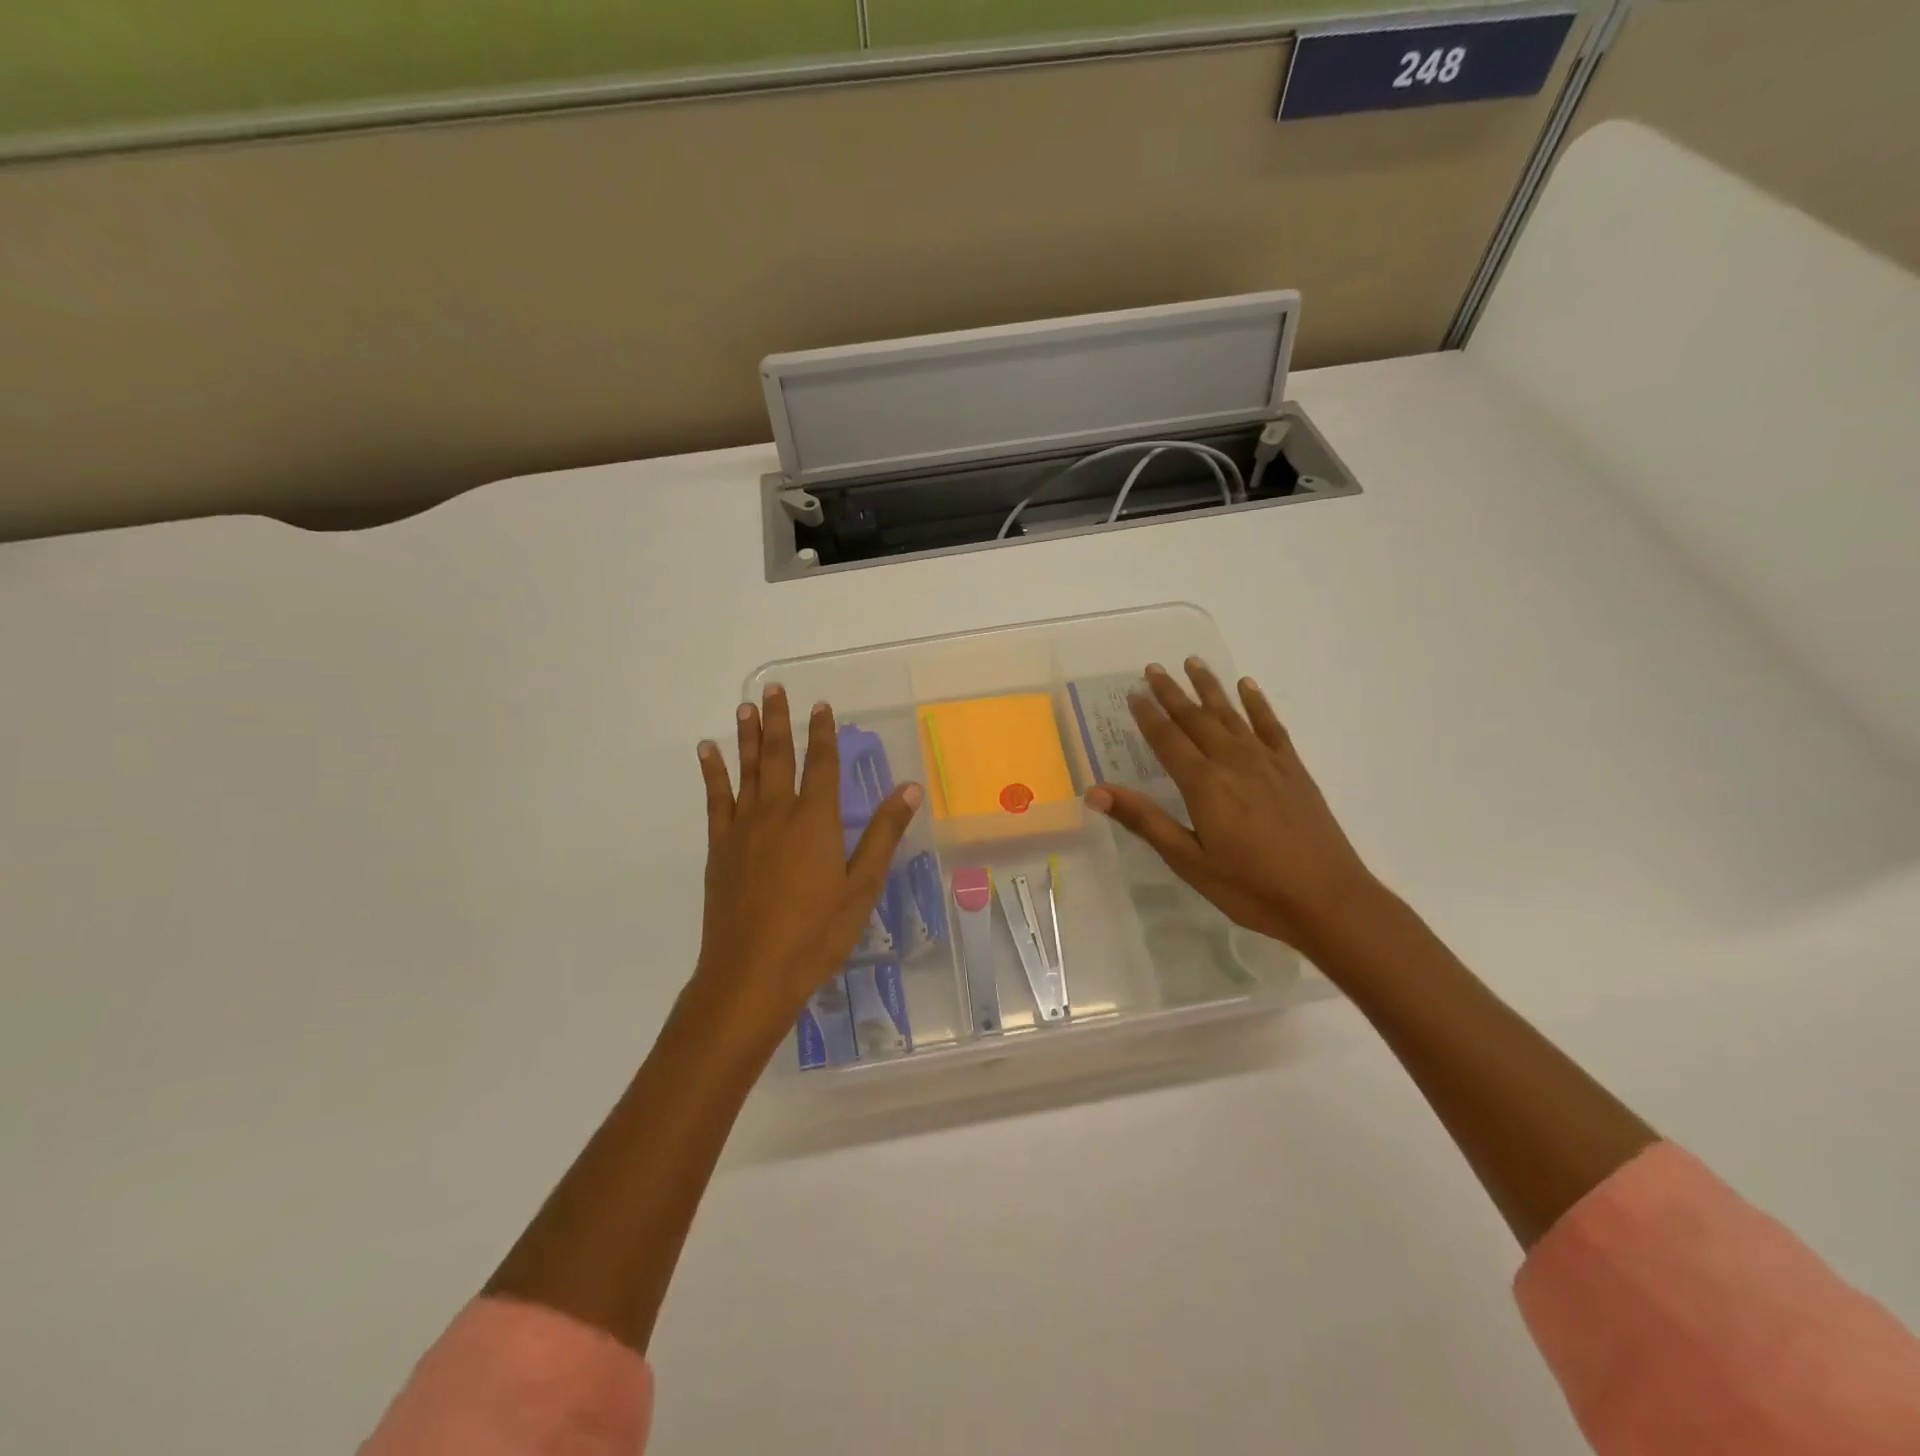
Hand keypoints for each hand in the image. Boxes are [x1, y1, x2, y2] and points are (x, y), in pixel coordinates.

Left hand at [693, 686, 921, 1039]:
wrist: (752, 973)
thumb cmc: (816, 933)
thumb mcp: (862, 886)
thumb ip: (883, 834)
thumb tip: (909, 788)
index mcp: (815, 820)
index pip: (821, 764)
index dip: (822, 733)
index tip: (820, 705)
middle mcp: (777, 812)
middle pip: (777, 756)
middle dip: (777, 721)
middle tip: (773, 689)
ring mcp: (743, 828)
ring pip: (745, 770)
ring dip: (746, 736)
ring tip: (745, 706)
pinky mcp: (720, 847)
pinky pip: (715, 799)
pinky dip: (712, 772)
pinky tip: (707, 752)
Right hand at [1086, 660, 1379, 951]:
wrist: (1327, 899)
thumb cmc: (1250, 887)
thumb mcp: (1189, 860)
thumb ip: (1144, 820)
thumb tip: (1095, 791)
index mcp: (1204, 784)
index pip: (1167, 740)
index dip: (1147, 715)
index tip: (1132, 692)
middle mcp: (1233, 761)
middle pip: (1196, 718)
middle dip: (1172, 692)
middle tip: (1153, 668)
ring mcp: (1267, 762)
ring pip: (1231, 714)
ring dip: (1210, 687)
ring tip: (1193, 661)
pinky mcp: (1293, 769)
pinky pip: (1270, 726)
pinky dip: (1257, 704)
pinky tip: (1248, 687)